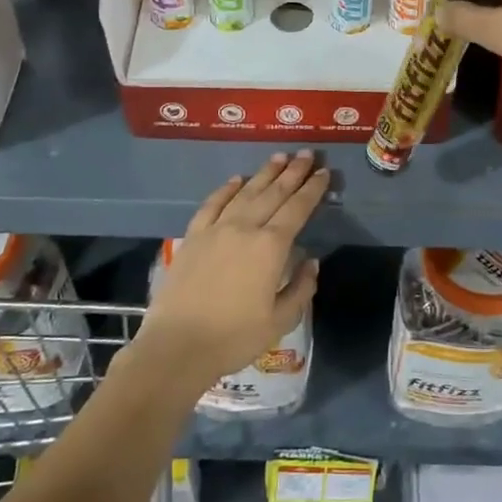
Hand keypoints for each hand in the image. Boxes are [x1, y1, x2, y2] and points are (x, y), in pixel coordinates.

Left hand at [133, 151, 327, 388]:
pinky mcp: (193, 237)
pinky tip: (236, 179)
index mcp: (271, 247)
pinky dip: (226, 189)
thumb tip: (310, 261)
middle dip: (293, 172)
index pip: (297, 209)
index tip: (324, 173)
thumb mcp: (280, 321)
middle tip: (307, 154)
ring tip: (279, 157)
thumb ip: (301, 288)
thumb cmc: (234, 338)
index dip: (313, 190)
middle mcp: (245, 228)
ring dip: (264, 174)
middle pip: (274, 193)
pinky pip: (212, 204)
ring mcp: (216, 229)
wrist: (177, 347)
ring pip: (245, 192)